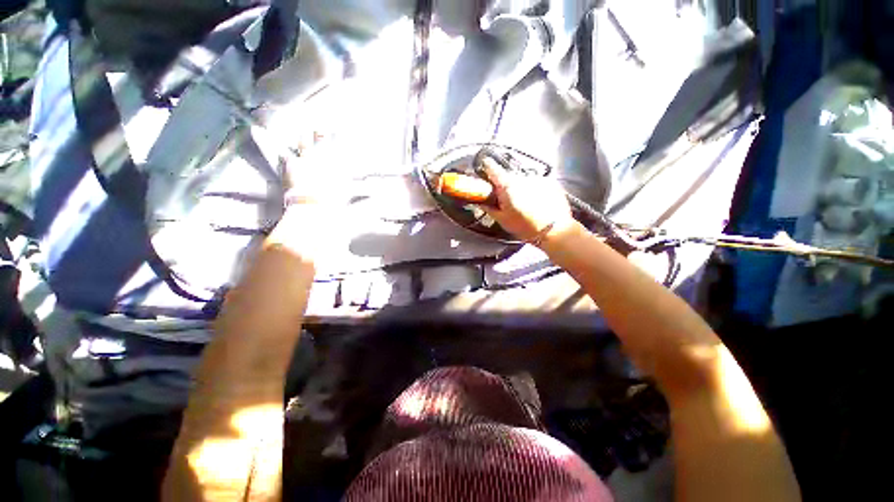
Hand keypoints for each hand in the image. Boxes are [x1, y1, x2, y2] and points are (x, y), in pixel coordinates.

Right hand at [479, 157, 575, 244]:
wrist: (554, 231)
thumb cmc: (524, 227)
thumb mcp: (502, 220)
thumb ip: (489, 208)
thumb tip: (480, 202)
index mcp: (507, 186)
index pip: (492, 167)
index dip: (487, 167)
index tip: (485, 169)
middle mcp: (521, 178)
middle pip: (509, 177)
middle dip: (506, 186)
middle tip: (507, 201)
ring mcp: (537, 178)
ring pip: (523, 180)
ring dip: (521, 188)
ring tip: (525, 204)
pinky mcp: (550, 182)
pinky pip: (537, 183)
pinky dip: (534, 190)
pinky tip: (538, 203)